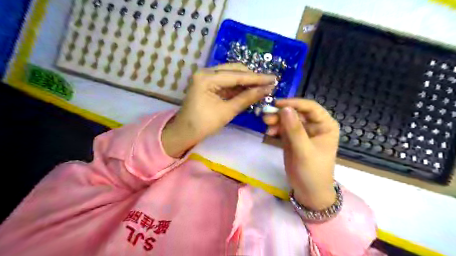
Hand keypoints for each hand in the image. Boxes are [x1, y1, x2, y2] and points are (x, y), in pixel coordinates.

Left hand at [162, 63, 275, 156]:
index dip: (257, 78)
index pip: (237, 75)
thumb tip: (267, 89)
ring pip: (232, 75)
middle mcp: (206, 72)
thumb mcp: (227, 112)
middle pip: (234, 71)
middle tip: (269, 83)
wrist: (184, 133)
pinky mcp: (209, 84)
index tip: (274, 78)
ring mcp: (207, 77)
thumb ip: (247, 98)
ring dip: (247, 82)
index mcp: (207, 78)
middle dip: (252, 78)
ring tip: (263, 86)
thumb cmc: (203, 125)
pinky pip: (227, 82)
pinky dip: (239, 87)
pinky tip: (251, 90)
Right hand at [262, 98, 339, 209]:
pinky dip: (275, 129)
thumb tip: (285, 108)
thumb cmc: (313, 172)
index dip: (294, 103)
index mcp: (325, 125)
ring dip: (276, 120)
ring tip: (266, 124)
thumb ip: (294, 130)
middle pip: (296, 112)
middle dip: (281, 113)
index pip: (310, 107)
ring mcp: (302, 132)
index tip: (277, 104)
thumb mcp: (304, 151)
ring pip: (288, 120)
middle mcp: (314, 126)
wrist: (309, 191)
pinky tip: (269, 133)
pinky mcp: (293, 139)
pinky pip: (283, 129)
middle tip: (266, 117)